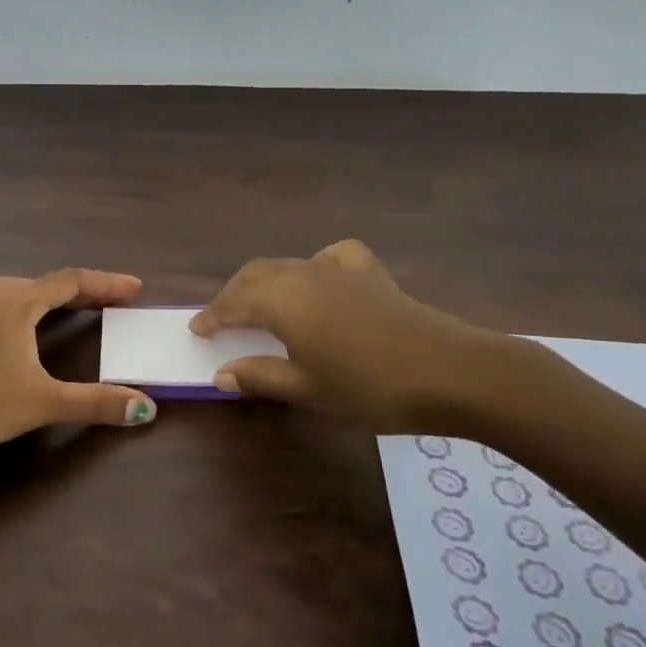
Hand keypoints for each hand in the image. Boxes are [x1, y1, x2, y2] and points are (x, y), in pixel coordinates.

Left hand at [0, 269, 158, 455]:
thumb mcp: (43, 403)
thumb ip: (95, 403)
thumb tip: (146, 408)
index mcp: (18, 302)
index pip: (72, 282)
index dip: (106, 283)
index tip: (135, 288)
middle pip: (46, 285)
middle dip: (82, 292)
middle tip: (111, 303)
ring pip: (19, 295)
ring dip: (49, 301)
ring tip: (69, 311)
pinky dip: (21, 315)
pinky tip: (15, 331)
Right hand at [191, 240, 525, 426]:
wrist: (449, 371)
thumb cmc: (370, 387)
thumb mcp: (308, 389)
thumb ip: (261, 376)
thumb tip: (221, 374)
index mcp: (282, 301)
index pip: (234, 302)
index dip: (212, 315)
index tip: (196, 328)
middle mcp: (303, 275)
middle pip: (255, 275)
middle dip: (233, 294)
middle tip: (221, 318)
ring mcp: (338, 269)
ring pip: (287, 265)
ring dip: (265, 281)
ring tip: (260, 304)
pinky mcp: (369, 273)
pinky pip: (331, 257)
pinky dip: (315, 264)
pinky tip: (320, 278)